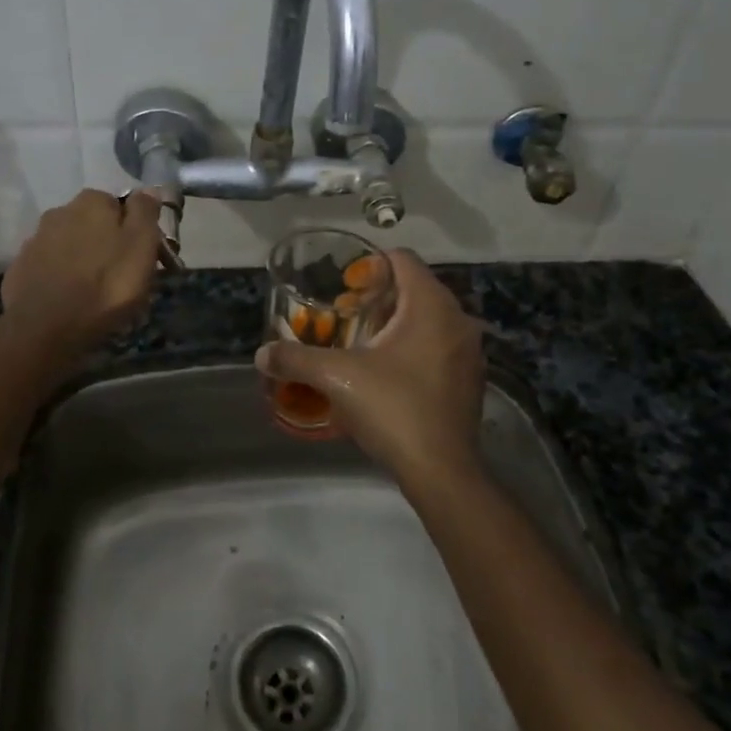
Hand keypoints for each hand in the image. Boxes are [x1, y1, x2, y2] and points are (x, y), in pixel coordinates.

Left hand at [0, 189, 161, 359]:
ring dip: (82, 260)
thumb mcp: (141, 247)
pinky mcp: (20, 269)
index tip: (143, 256)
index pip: (120, 205)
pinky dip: (60, 277)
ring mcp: (35, 241)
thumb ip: (145, 213)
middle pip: (92, 224)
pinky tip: (69, 299)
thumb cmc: (106, 286)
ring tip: (95, 292)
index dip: (134, 230)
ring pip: (69, 245)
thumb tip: (148, 189)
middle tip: (121, 276)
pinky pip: (49, 267)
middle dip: (106, 243)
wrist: (46, 329)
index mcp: (92, 202)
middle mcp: (59, 212)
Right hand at [255, 249, 485, 490]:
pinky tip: (386, 372)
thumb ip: (296, 359)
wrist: (441, 471)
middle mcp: (457, 320)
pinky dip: (413, 347)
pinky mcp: (469, 379)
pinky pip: (438, 346)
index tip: (344, 284)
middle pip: (415, 289)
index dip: (370, 263)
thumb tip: (261, 355)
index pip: (402, 259)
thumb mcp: (336, 378)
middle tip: (344, 313)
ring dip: (396, 323)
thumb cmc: (393, 408)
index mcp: (431, 305)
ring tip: (361, 342)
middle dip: (379, 297)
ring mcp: (469, 352)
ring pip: (428, 319)